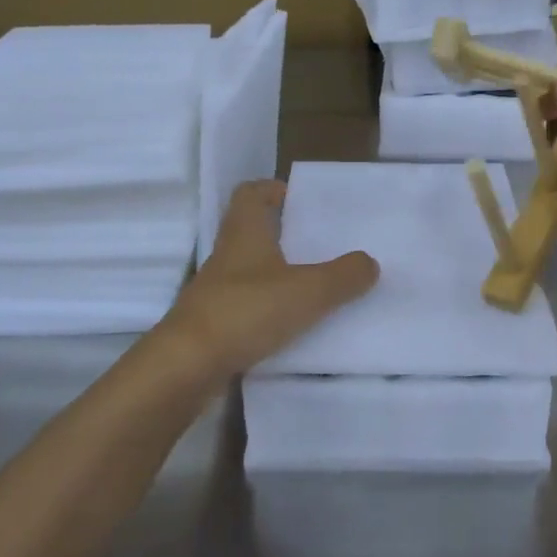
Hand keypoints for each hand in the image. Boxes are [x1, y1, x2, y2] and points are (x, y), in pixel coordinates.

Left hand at [161, 180, 378, 379]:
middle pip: (251, 230)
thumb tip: (369, 262)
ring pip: (249, 269)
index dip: (271, 190)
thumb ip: (344, 276)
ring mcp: (216, 290)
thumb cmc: (246, 311)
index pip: (250, 194)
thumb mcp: (308, 291)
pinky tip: (292, 323)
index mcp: (245, 232)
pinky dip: (268, 307)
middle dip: (281, 232)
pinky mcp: (213, 323)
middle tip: (317, 242)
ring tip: (314, 284)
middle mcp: (227, 255)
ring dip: (276, 271)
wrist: (187, 366)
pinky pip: (246, 304)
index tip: (296, 199)